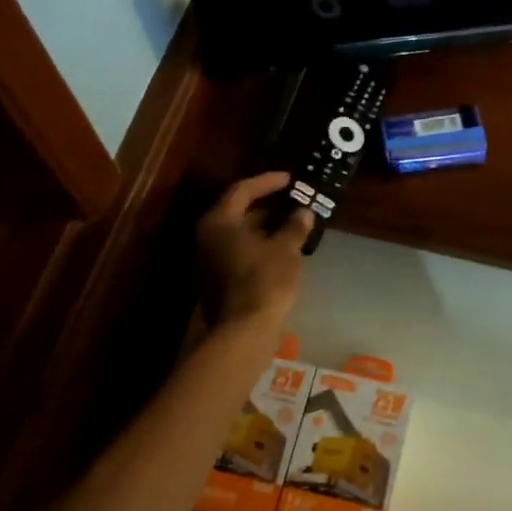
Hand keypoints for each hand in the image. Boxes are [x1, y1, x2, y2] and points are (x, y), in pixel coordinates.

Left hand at [195, 172, 312, 329]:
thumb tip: (303, 212)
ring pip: (238, 234)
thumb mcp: (285, 249)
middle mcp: (207, 237)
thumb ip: (294, 226)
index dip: (267, 182)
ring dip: (264, 227)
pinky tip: (281, 250)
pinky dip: (259, 246)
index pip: (242, 190)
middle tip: (292, 201)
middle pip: (237, 212)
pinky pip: (239, 252)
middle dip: (266, 206)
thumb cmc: (264, 281)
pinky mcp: (217, 280)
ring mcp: (209, 260)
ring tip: (292, 224)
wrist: (243, 331)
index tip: (290, 179)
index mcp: (219, 222)